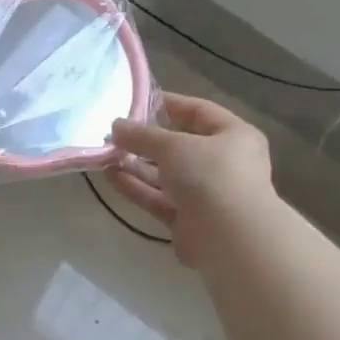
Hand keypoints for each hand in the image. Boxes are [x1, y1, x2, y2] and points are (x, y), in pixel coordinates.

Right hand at [108, 93, 276, 266]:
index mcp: (234, 136)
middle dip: (146, 141)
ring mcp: (206, 194)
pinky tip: (111, 176)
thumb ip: (142, 135)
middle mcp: (223, 163)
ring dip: (137, 165)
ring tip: (105, 155)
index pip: (199, 112)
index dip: (168, 104)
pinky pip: (159, 198)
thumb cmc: (211, 175)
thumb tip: (116, 126)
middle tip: (114, 134)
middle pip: (180, 146)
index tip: (137, 101)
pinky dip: (137, 188)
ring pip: (166, 175)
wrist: (229, 238)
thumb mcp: (174, 145)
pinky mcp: (188, 220)